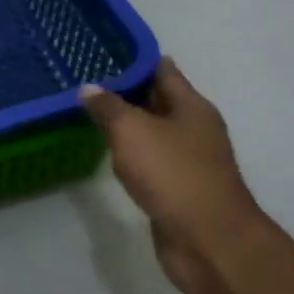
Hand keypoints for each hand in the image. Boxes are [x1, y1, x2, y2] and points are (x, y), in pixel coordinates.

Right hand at [80, 58, 263, 293]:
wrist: (210, 244)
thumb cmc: (174, 175)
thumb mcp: (132, 130)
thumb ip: (107, 106)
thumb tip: (88, 88)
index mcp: (191, 106)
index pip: (160, 68)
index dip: (131, 58)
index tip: (98, 49)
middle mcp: (193, 128)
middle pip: (155, 98)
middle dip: (123, 89)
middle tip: (83, 77)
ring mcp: (187, 160)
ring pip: (150, 131)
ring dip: (124, 123)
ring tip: (86, 110)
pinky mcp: (177, 188)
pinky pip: (148, 160)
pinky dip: (128, 153)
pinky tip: (104, 150)